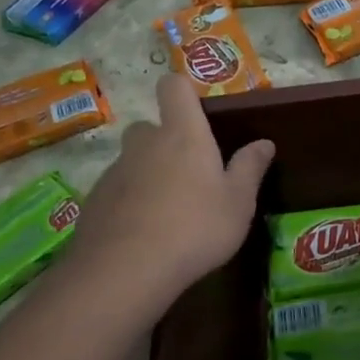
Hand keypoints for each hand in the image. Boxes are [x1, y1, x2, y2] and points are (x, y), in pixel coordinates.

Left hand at [66, 75, 273, 300]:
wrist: (124, 272)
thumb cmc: (195, 228)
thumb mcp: (238, 202)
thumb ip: (250, 168)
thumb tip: (264, 142)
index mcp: (183, 135)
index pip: (174, 87)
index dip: (183, 90)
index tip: (197, 111)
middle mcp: (144, 144)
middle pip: (151, 126)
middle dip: (167, 141)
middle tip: (190, 173)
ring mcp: (115, 172)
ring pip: (133, 161)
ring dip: (149, 174)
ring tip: (170, 212)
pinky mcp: (95, 201)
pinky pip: (118, 190)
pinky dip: (131, 202)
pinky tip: (145, 234)